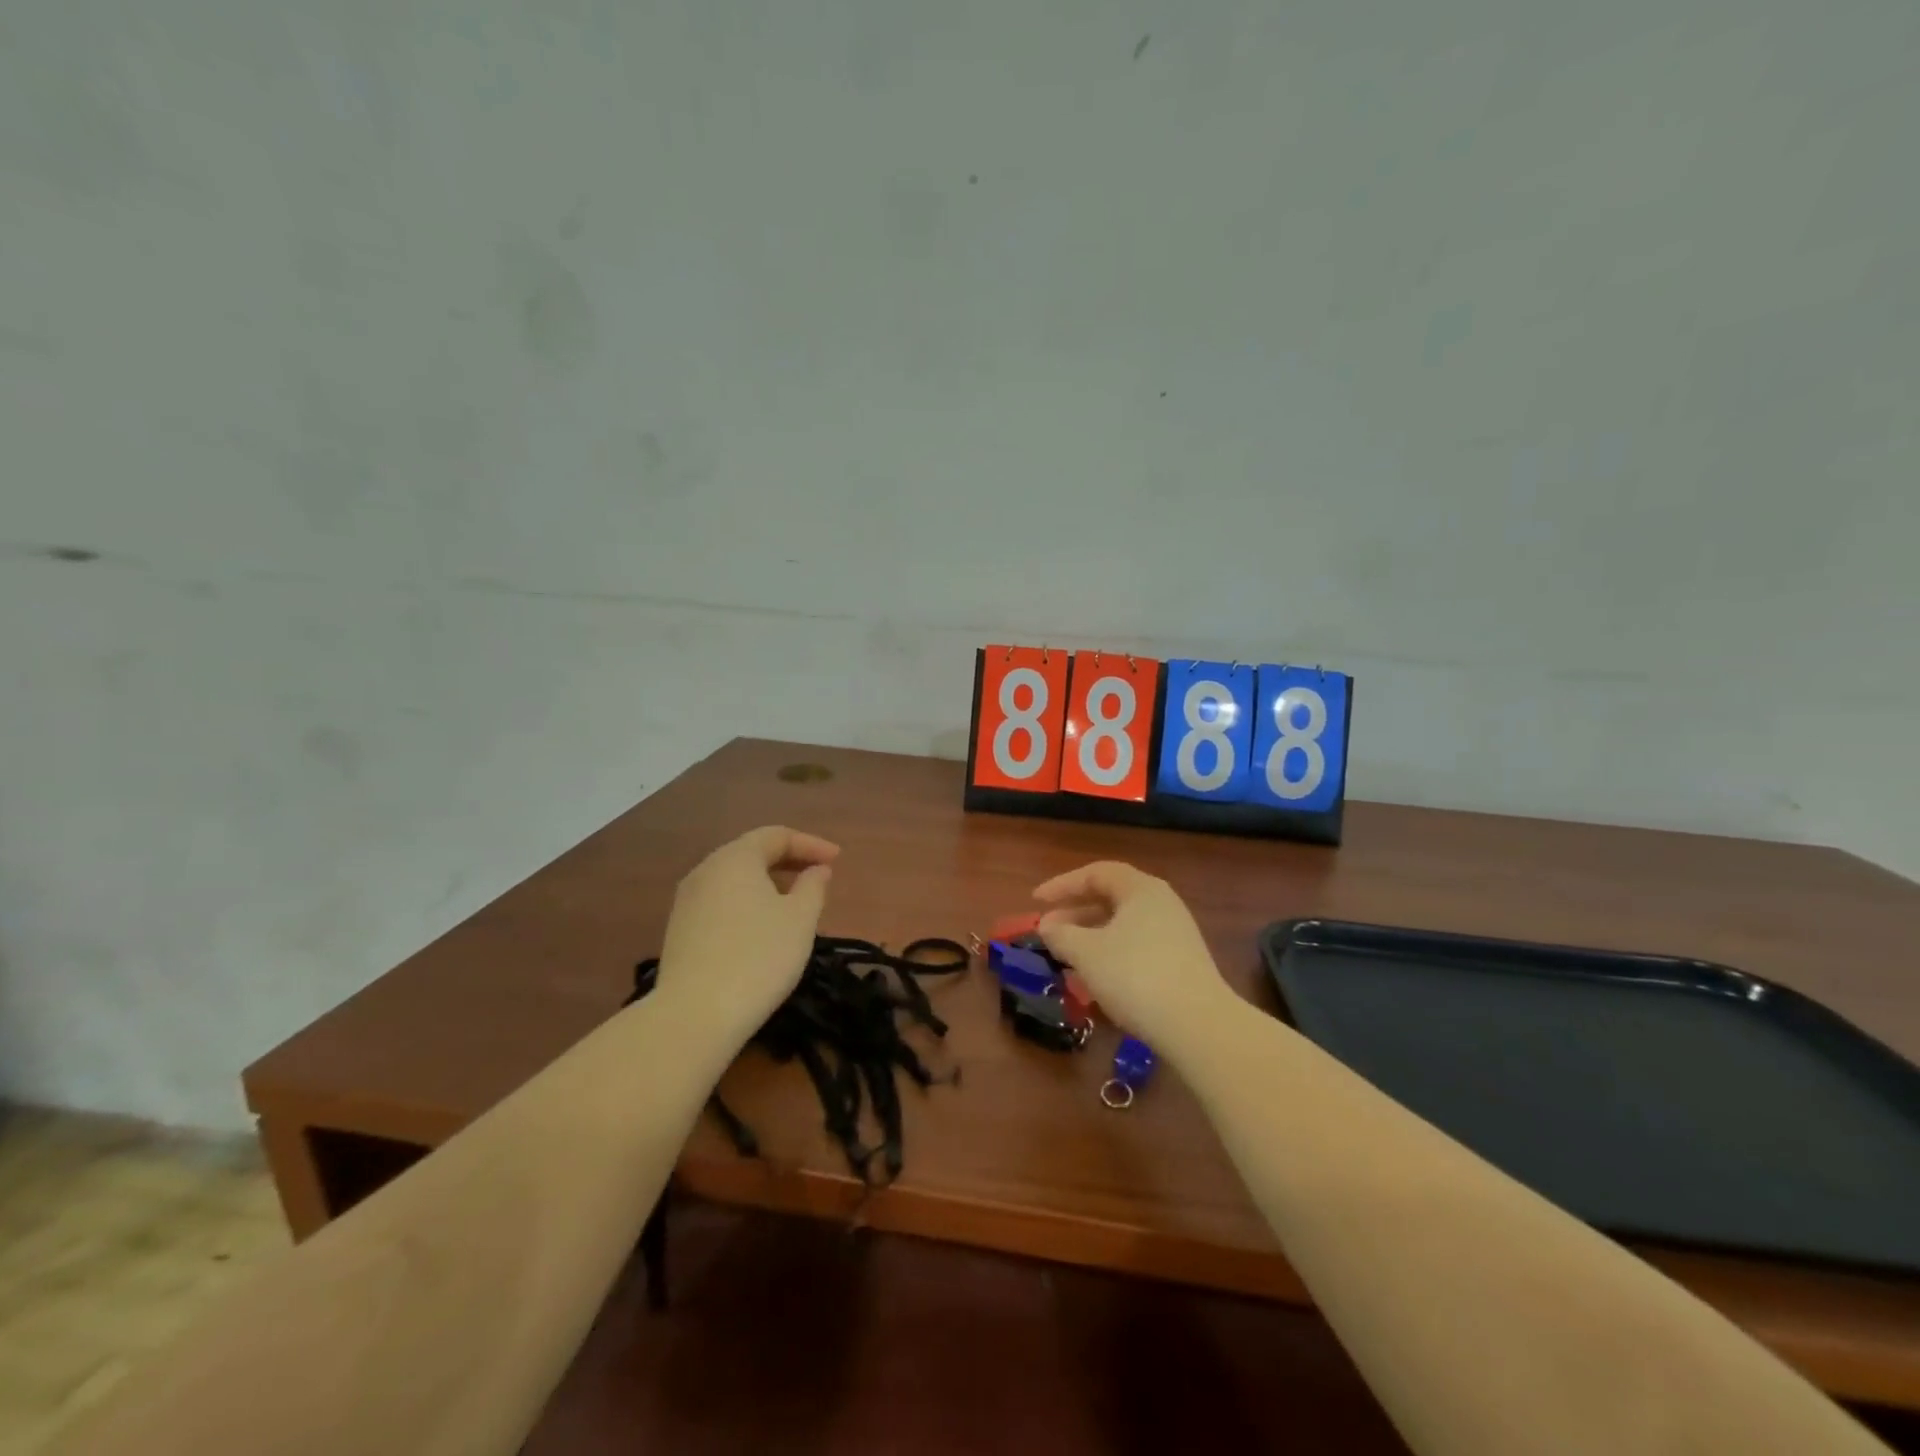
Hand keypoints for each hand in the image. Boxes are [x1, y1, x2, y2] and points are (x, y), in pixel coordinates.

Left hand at [655, 826, 838, 1043]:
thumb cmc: (758, 957)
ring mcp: (687, 901)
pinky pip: (721, 901)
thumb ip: (813, 887)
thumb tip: (816, 870)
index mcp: (735, 858)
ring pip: (734, 878)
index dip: (811, 844)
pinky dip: (748, 901)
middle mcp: (705, 870)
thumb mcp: (800, 919)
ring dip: (768, 881)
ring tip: (795, 900)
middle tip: (819, 875)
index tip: (837, 860)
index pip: (777, 836)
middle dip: (789, 860)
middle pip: (752, 853)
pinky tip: (763, 926)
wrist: (695, 1015)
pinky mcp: (679, 930)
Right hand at [1034, 861, 1235, 1056]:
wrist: (1197, 1025)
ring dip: (1091, 937)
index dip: (1062, 885)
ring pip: (1123, 927)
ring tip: (1066, 957)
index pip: (1096, 873)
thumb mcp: (1087, 953)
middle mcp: (1162, 904)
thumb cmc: (1135, 976)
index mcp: (1141, 889)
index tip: (1035, 902)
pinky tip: (1096, 980)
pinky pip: (1137, 948)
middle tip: (1048, 931)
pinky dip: (1110, 956)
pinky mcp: (1182, 964)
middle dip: (1075, 914)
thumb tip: (1047, 926)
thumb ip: (1061, 935)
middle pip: (1111, 899)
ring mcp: (1176, 934)